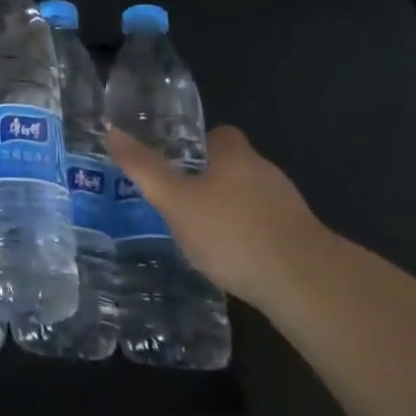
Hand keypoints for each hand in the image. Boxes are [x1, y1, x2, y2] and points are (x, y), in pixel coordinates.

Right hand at [106, 124, 322, 303]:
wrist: (305, 284)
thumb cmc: (231, 231)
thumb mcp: (175, 200)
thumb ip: (144, 169)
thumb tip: (111, 131)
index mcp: (235, 155)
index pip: (220, 135)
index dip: (201, 146)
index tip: (180, 164)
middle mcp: (266, 172)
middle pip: (237, 167)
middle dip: (214, 181)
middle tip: (184, 202)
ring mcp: (289, 207)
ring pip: (254, 199)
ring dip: (234, 211)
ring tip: (206, 236)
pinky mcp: (304, 241)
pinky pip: (270, 229)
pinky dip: (253, 238)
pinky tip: (237, 261)